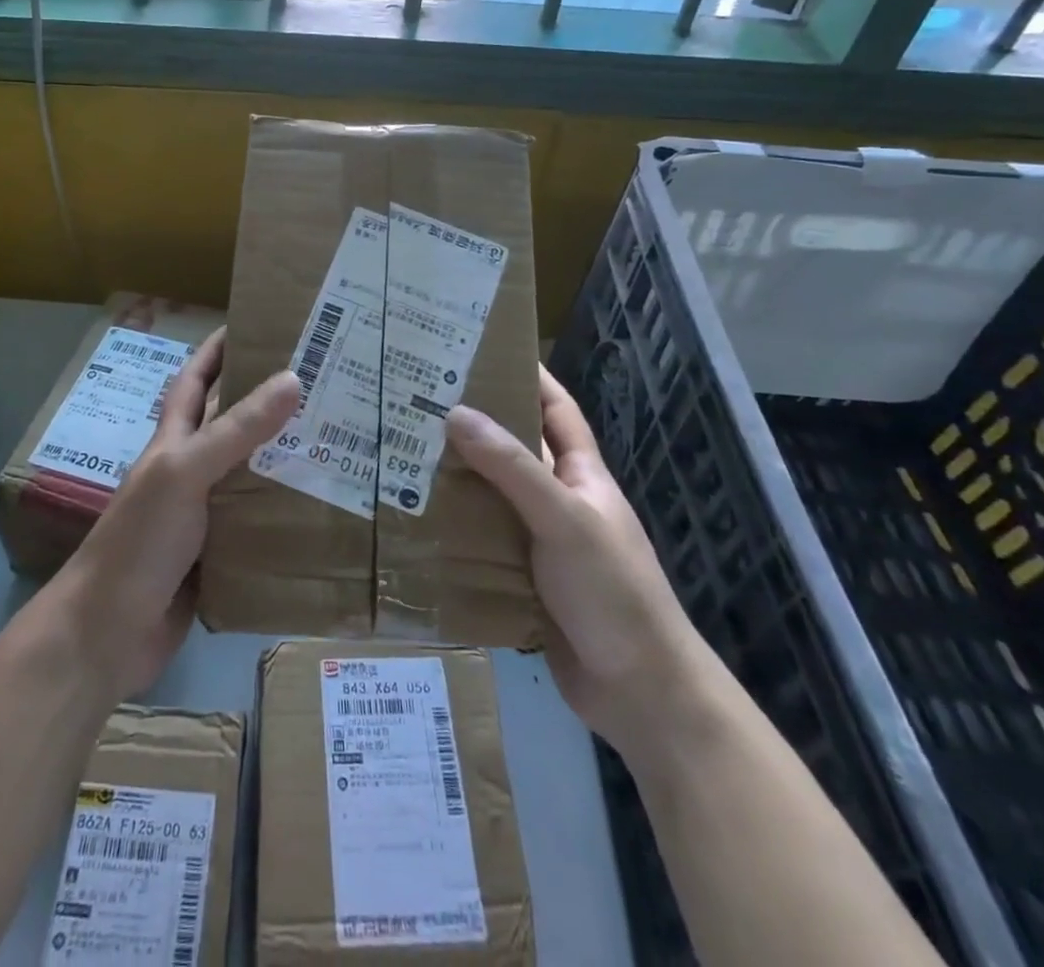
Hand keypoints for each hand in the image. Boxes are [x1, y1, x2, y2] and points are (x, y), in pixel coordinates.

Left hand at [60, 330, 299, 698]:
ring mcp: (205, 516)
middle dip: (270, 402)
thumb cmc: (138, 541)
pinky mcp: (221, 556)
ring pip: (252, 475)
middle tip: (326, 384)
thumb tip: (293, 378)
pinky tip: (326, 508)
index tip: (258, 323)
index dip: (219, 349)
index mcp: (174, 442)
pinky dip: (287, 515)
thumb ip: (236, 430)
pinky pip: (260, 524)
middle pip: (233, 425)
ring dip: (287, 459)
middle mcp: (191, 472)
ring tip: (341, 441)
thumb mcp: (185, 473)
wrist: (107, 635)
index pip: (195, 380)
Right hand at [448, 367, 713, 753]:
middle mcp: (559, 501)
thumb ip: (512, 468)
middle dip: (474, 426)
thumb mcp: (564, 519)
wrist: (640, 693)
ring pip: (492, 497)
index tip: (482, 350)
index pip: (556, 410)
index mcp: (581, 475)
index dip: (527, 377)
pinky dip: (454, 530)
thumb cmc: (612, 591)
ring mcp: (540, 542)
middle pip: (514, 450)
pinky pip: (482, 542)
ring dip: (456, 479)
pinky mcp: (521, 579)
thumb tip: (456, 413)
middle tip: (419, 403)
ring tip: (403, 455)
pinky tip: (415, 521)